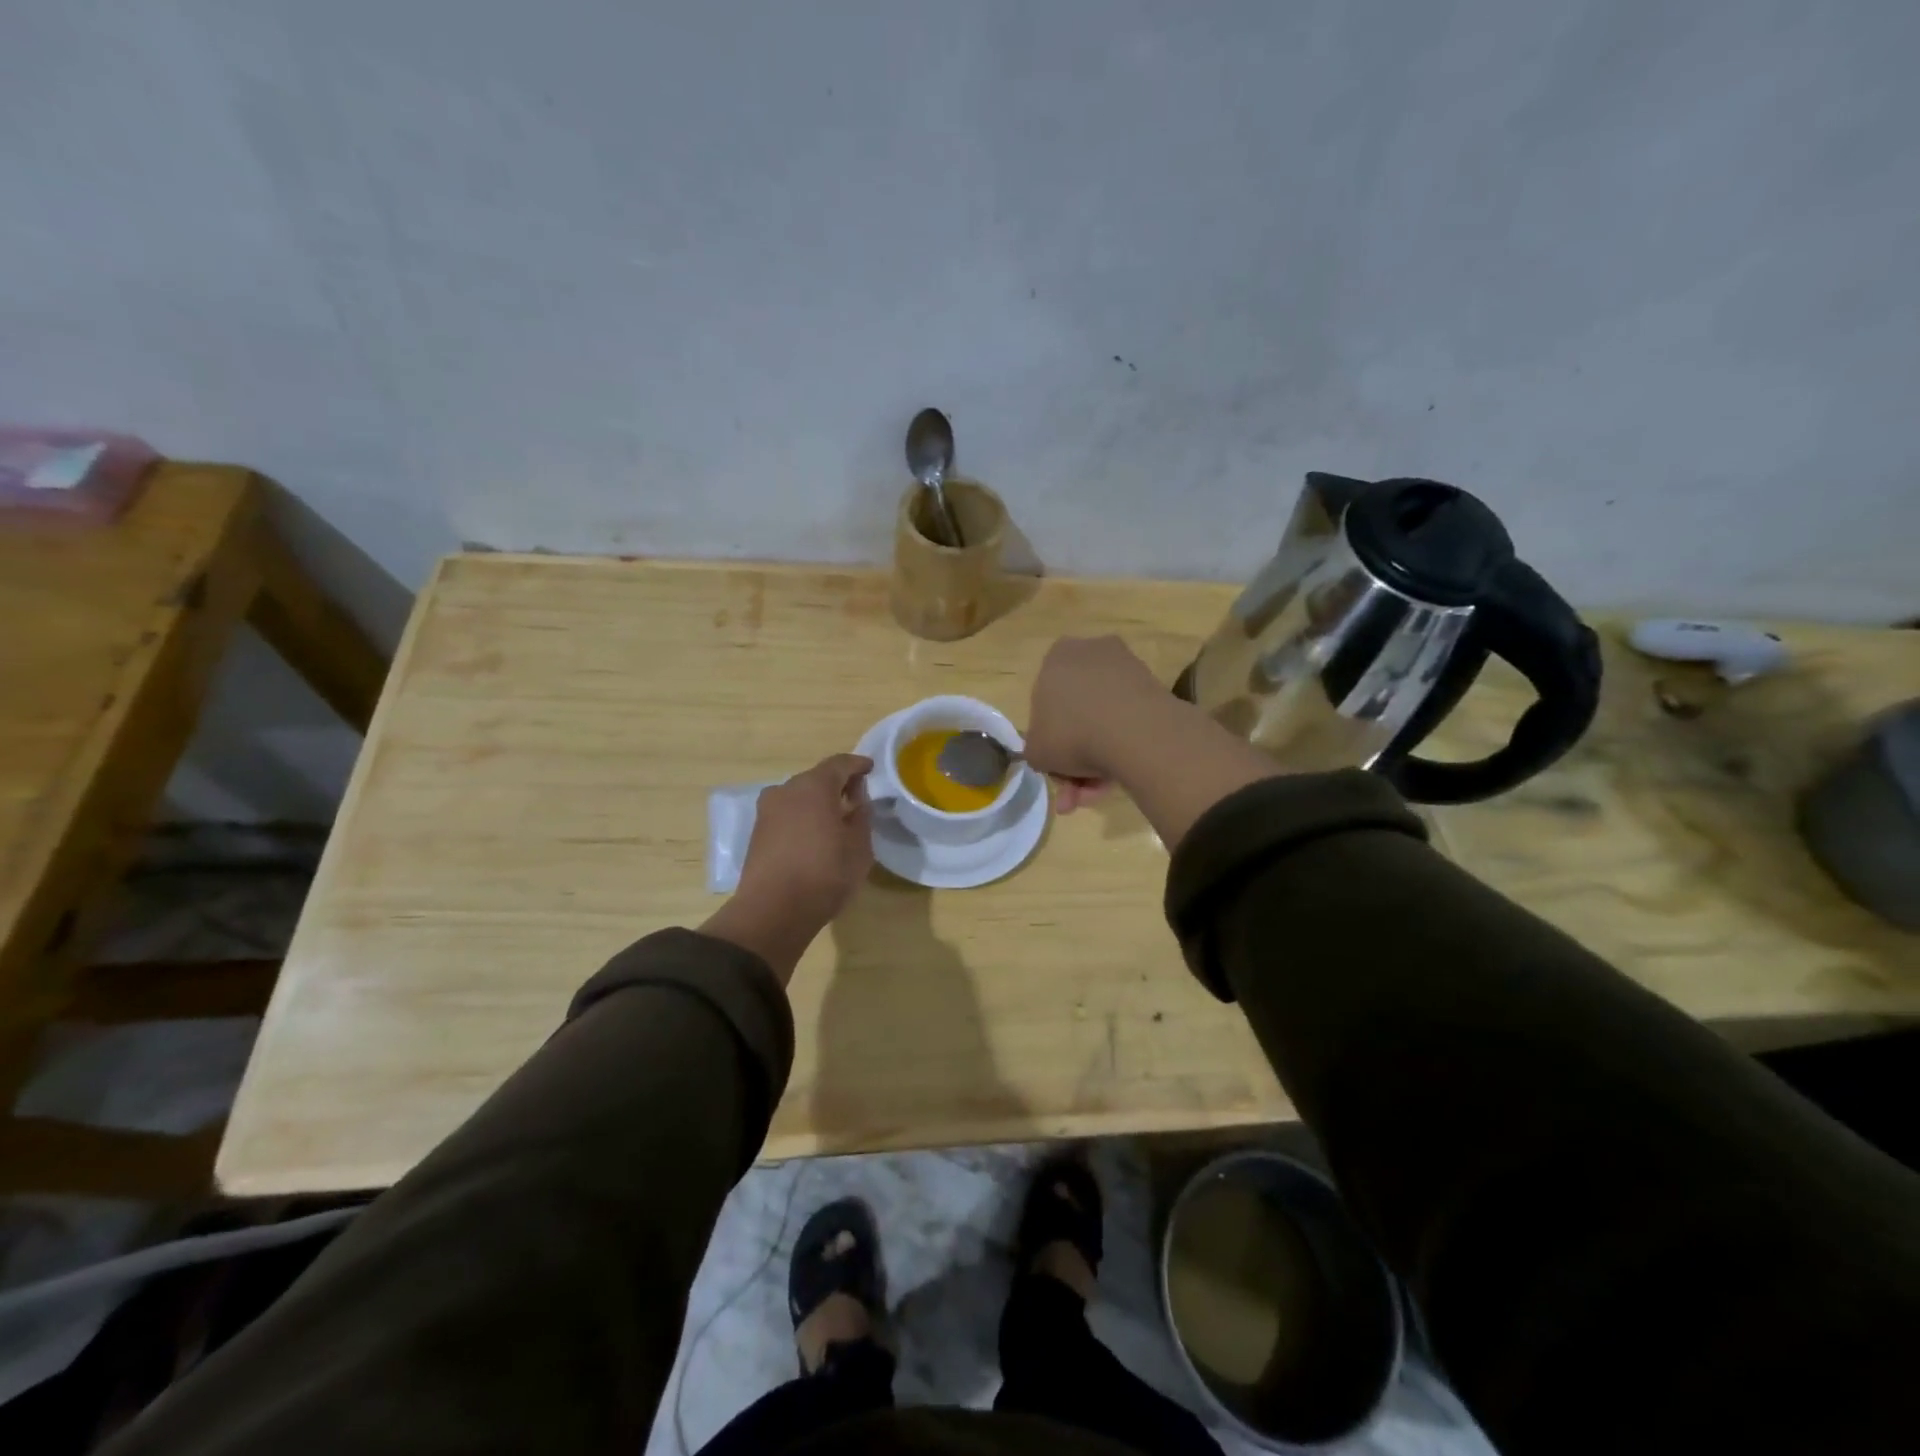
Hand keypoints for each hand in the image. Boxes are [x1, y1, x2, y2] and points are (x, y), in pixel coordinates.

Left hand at [739, 753, 874, 926]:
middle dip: (837, 784)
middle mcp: (786, 790)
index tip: (870, 769)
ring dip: (817, 802)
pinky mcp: (757, 832)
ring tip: (835, 819)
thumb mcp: (859, 847)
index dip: (857, 765)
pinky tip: (814, 835)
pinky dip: (803, 817)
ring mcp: (767, 811)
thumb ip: (861, 816)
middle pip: (816, 778)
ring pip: (799, 796)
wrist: (772, 911)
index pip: (839, 764)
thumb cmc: (825, 874)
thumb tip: (857, 800)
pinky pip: (787, 814)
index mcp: (814, 786)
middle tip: (856, 798)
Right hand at [1025, 636, 1165, 812]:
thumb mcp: (1036, 752)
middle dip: (1074, 758)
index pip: (1045, 703)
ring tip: (1098, 793)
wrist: (1134, 732)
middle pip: (1077, 714)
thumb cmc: (1071, 734)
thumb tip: (1048, 754)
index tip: (1056, 768)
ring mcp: (1126, 668)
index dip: (1048, 741)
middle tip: (1076, 792)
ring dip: (1097, 760)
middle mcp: (1091, 654)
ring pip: (1103, 721)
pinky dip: (1121, 748)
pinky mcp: (1154, 687)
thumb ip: (1036, 750)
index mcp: (1056, 658)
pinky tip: (1118, 779)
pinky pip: (1128, 721)